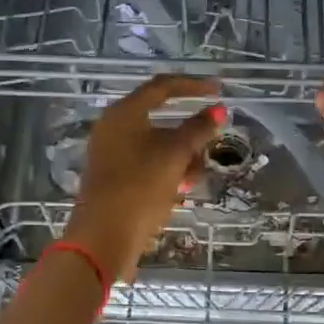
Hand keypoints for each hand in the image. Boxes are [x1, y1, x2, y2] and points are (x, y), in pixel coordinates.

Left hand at [65, 74, 226, 283]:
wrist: (104, 238)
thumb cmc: (140, 188)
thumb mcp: (175, 155)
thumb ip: (198, 129)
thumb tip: (218, 109)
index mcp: (123, 114)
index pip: (162, 87)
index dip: (193, 86)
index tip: (219, 90)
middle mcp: (114, 128)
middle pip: (160, 118)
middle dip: (190, 133)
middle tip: (210, 146)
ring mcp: (112, 154)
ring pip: (157, 145)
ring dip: (182, 156)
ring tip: (195, 177)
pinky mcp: (114, 178)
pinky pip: (148, 164)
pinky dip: (168, 171)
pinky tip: (181, 189)